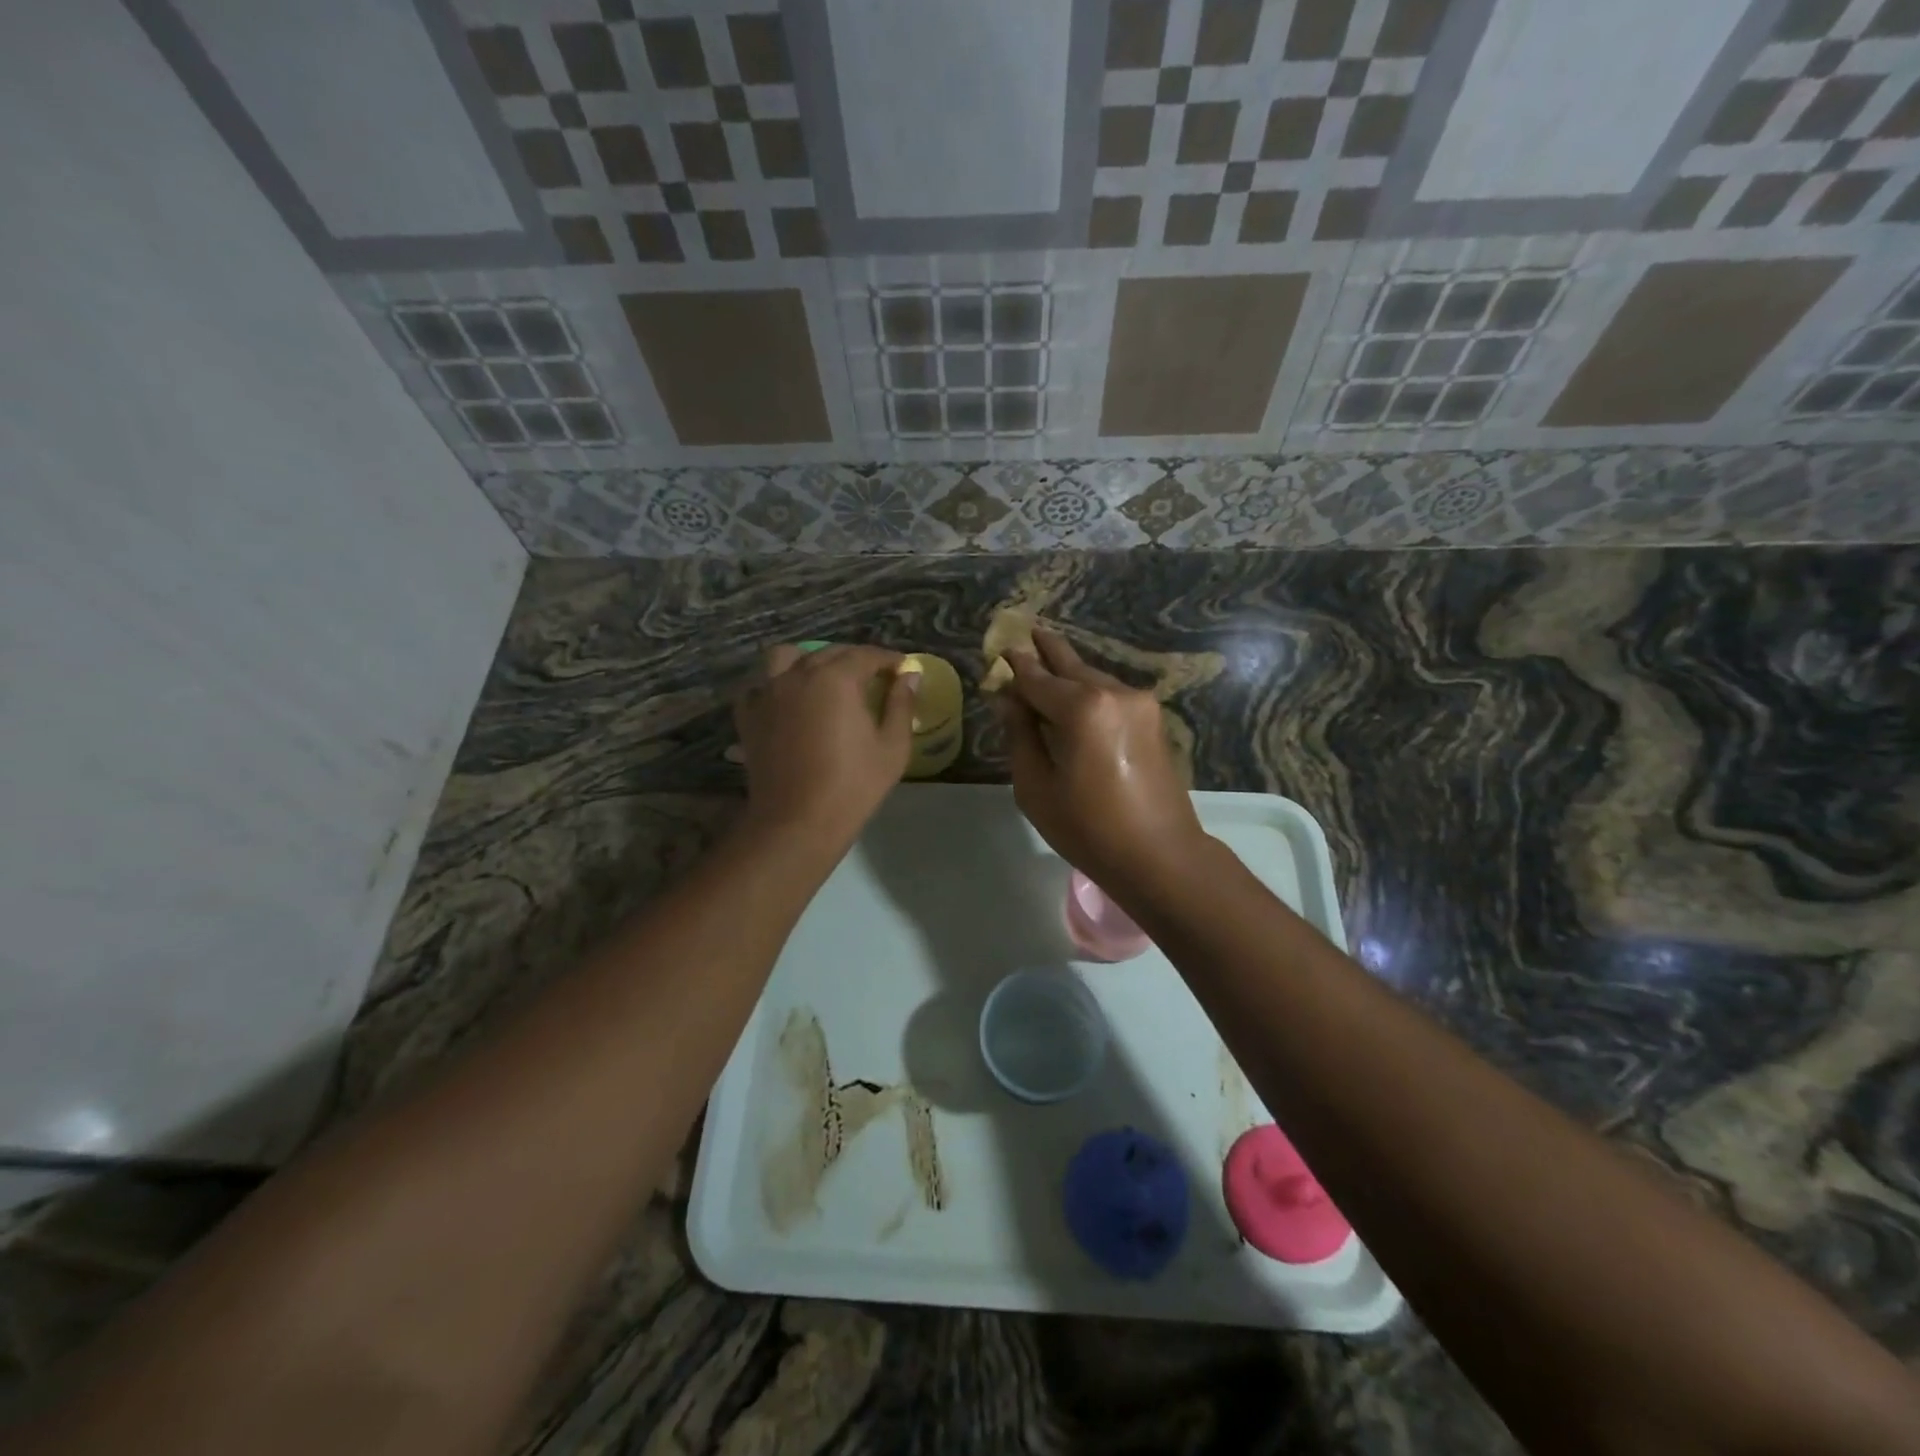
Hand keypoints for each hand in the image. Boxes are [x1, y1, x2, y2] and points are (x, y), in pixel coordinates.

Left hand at [733, 644, 916, 846]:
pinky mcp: (748, 716)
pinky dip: (774, 687)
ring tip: (822, 679)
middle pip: (829, 653)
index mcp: (836, 679)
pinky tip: (787, 702)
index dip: (888, 659)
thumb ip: (902, 705)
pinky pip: (759, 687)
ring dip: (807, 660)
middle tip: (873, 678)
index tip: (902, 668)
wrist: (797, 822)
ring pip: (786, 657)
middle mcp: (798, 675)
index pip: (867, 655)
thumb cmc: (853, 786)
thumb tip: (910, 676)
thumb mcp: (892, 747)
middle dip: (855, 660)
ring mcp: (768, 693)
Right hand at [994, 626, 1206, 897]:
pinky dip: (1088, 690)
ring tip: (1047, 662)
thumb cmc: (1088, 828)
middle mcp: (1113, 693)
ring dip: (1069, 672)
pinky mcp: (1152, 718)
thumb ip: (1020, 734)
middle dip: (1047, 650)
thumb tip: (1009, 698)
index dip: (1016, 665)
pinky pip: (1110, 694)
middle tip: (1028, 631)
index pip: (1037, 678)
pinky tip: (1074, 695)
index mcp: (1082, 708)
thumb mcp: (1036, 786)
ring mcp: (1139, 703)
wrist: (1160, 855)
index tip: (1002, 648)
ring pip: (1093, 677)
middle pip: (1070, 665)